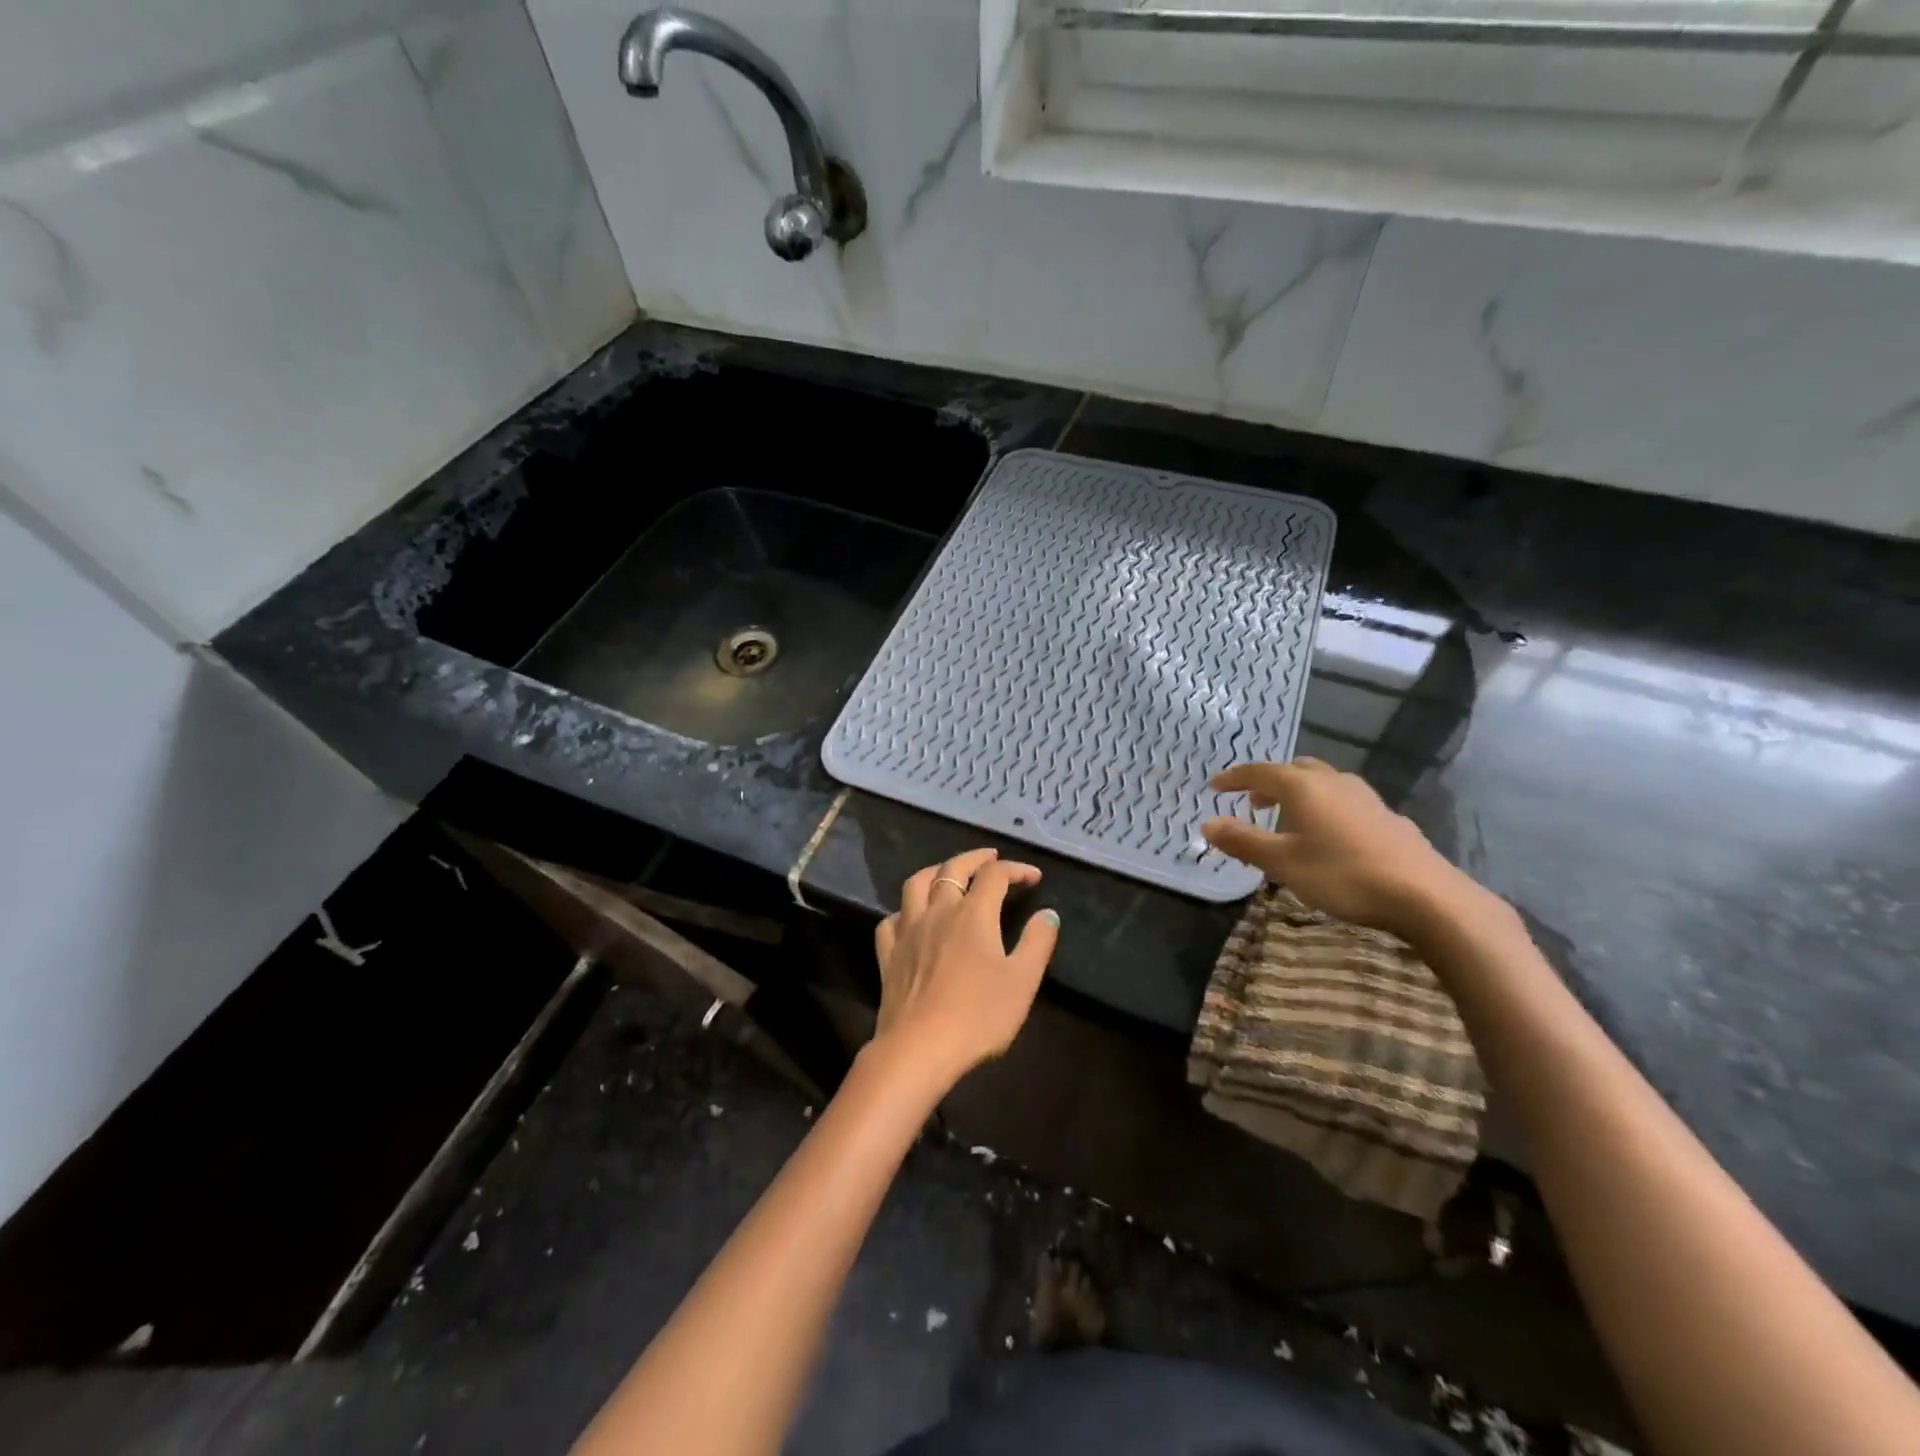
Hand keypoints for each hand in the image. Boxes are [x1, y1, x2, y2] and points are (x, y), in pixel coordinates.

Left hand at [872, 849, 1059, 1086]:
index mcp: (973, 914)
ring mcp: (908, 931)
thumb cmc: (978, 1016)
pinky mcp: (888, 955)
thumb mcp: (1022, 981)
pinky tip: (911, 918)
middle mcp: (938, 912)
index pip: (995, 875)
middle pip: (952, 869)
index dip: (1016, 869)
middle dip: (974, 858)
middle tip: (991, 857)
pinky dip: (905, 910)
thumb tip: (1048, 913)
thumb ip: (1037, 943)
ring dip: (935, 871)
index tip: (1033, 877)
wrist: (919, 1049)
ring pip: (916, 884)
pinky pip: (891, 919)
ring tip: (948, 873)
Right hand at [1202, 758, 1483, 941]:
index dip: (1234, 778)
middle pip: (1295, 770)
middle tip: (1253, 801)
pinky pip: (1345, 801)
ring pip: (1324, 783)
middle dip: (1269, 782)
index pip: (1259, 772)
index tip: (1214, 786)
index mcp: (1303, 787)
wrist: (1424, 895)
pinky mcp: (1388, 818)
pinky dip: (1325, 808)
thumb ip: (1243, 841)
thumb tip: (1207, 823)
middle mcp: (1333, 782)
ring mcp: (1365, 798)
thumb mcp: (1282, 862)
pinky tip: (1330, 835)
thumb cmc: (1342, 874)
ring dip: (1300, 793)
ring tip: (1289, 817)